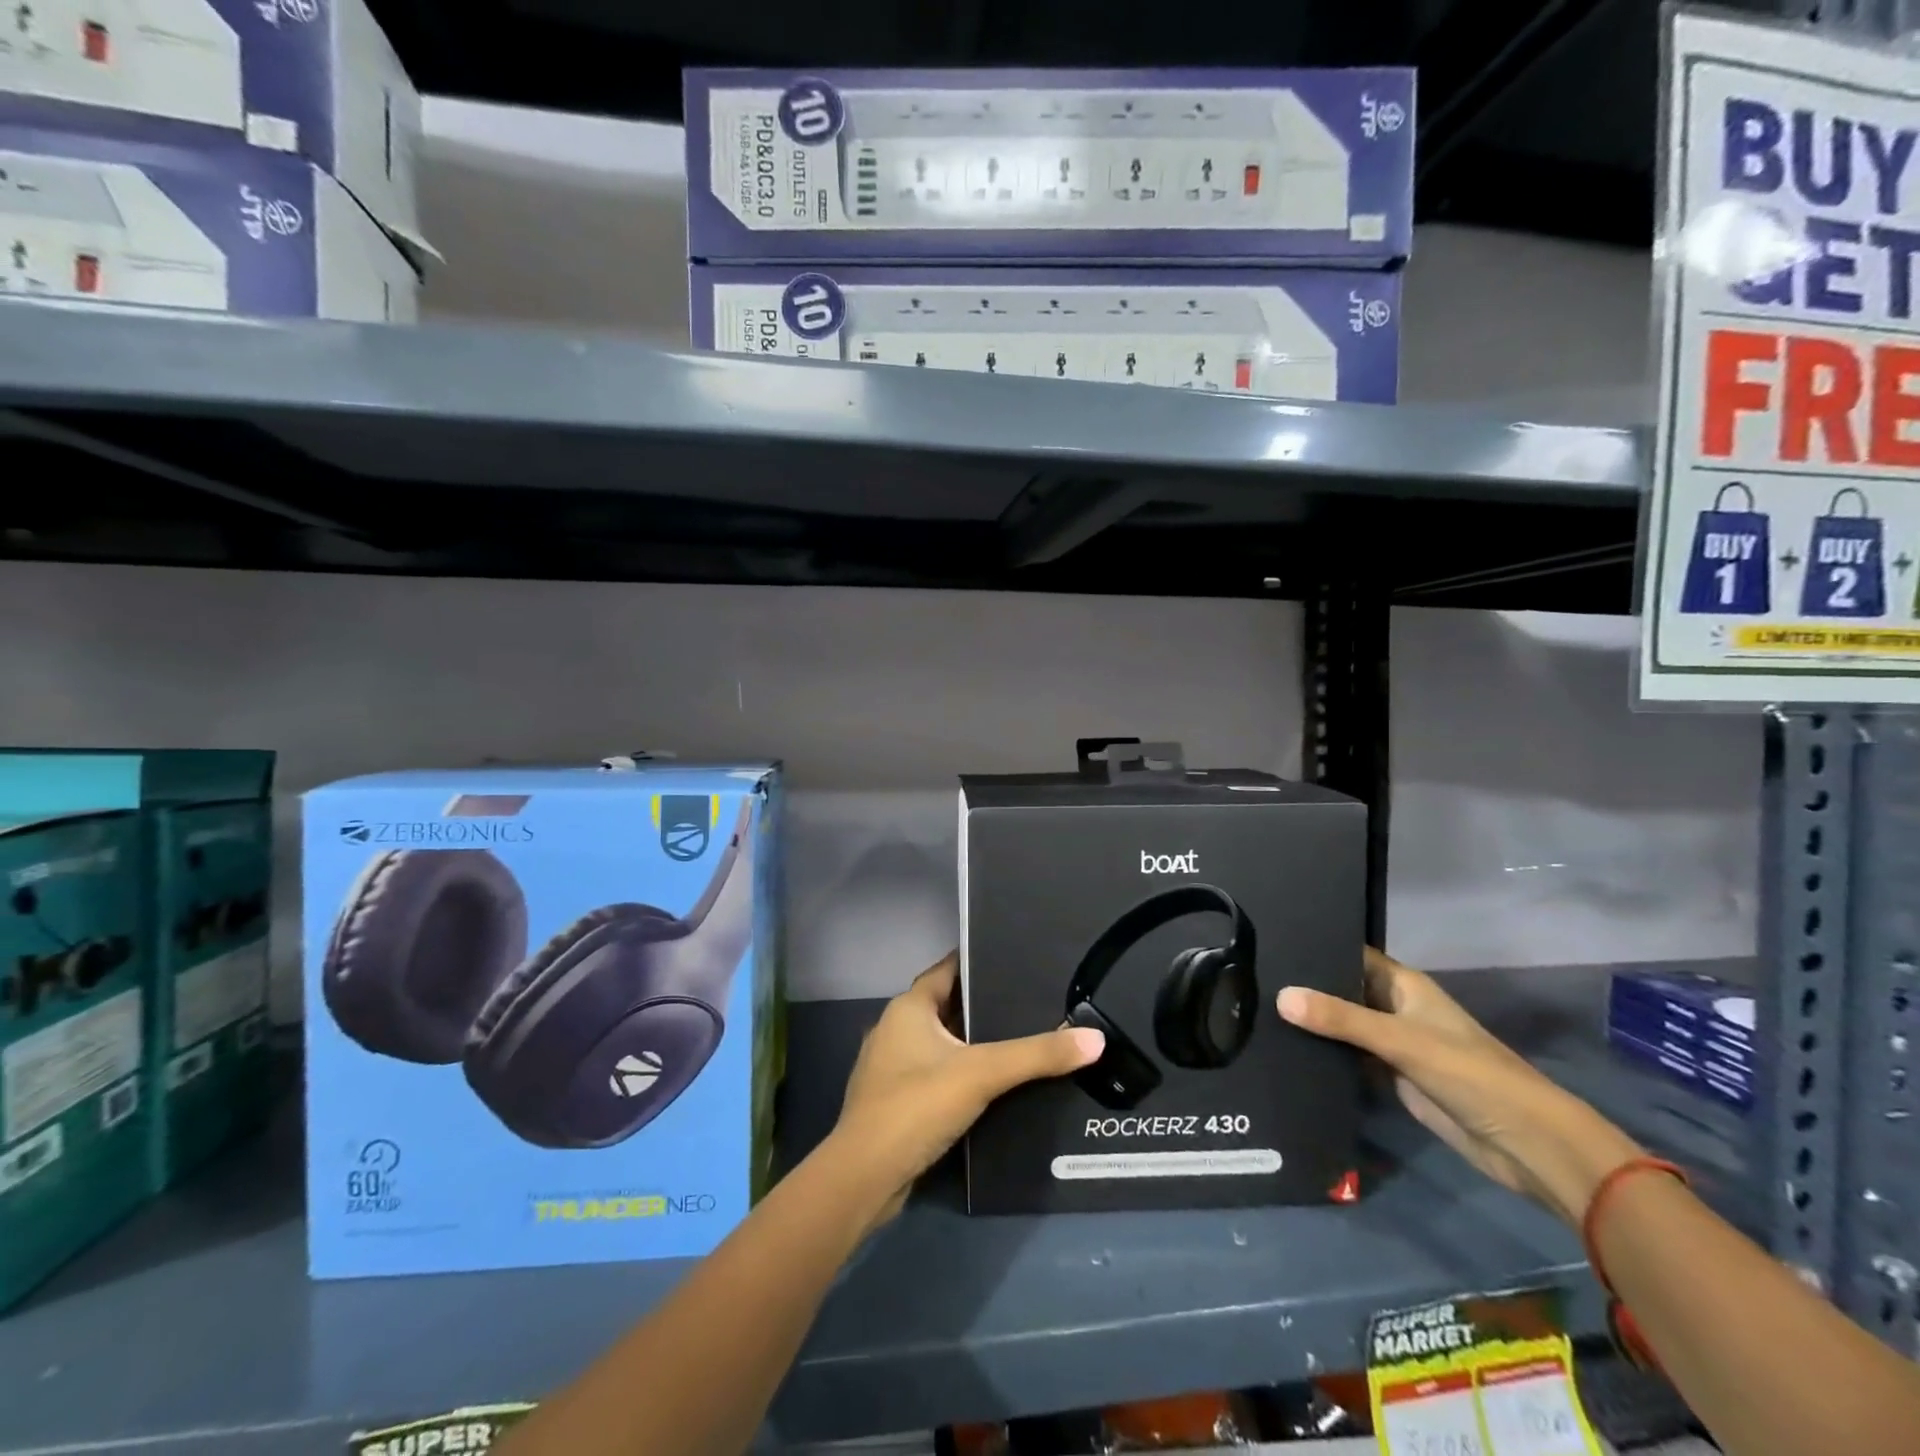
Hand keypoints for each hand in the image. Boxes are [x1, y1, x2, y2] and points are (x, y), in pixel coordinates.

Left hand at [826, 952, 1104, 1229]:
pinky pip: (934, 1074)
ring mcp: (891, 1067)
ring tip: (1018, 1041)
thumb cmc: (916, 1106)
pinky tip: (990, 1086)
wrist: (864, 1177)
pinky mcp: (895, 1102)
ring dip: (971, 1042)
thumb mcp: (982, 1073)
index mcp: (907, 1008)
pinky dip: (959, 1073)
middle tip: (1029, 1002)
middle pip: (945, 1006)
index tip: (1015, 959)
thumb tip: (1095, 1038)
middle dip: (982, 1004)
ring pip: (940, 1043)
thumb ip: (1037, 1055)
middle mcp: (895, 1029)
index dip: (977, 962)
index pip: (946, 970)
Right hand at [1277, 948, 1642, 1225]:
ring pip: (1343, 1024)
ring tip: (1256, 1009)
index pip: (1349, 954)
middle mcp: (1394, 1008)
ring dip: (1312, 1022)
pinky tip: (1286, 1050)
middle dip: (1305, 986)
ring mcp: (1393, 1043)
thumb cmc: (1470, 1075)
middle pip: (1342, 989)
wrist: (1525, 1144)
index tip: (1269, 941)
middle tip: (1251, 978)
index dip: (1314, 946)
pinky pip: (1349, 1057)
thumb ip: (1341, 1019)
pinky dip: (1324, 1054)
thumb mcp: (1401, 1040)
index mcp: (1403, 985)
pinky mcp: (1391, 1076)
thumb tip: (1280, 996)